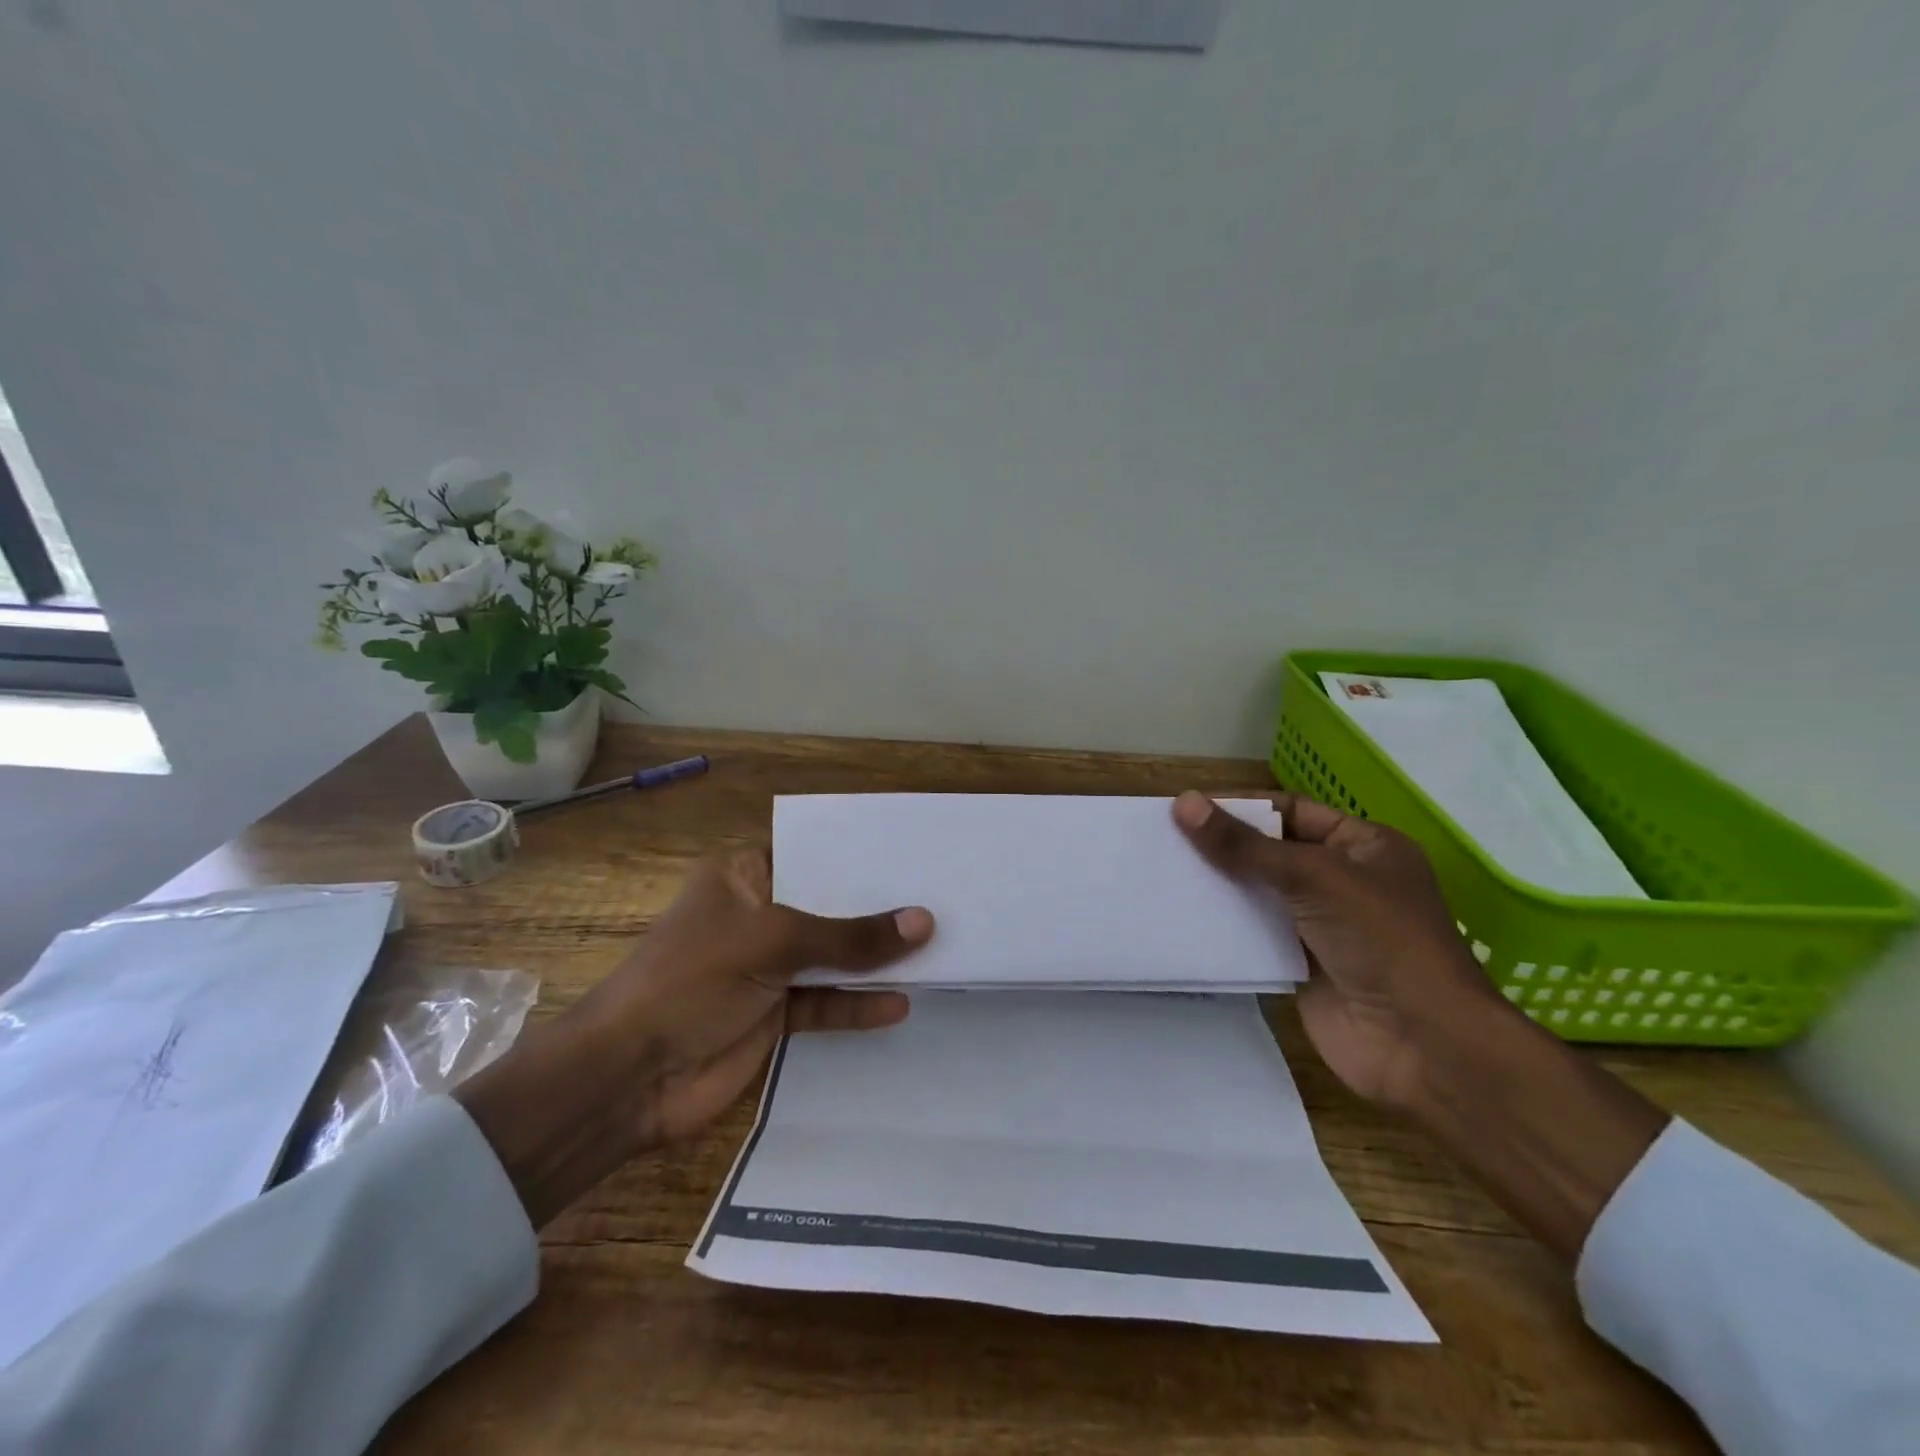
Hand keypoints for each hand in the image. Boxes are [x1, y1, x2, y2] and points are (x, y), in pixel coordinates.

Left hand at [456, 845, 932, 1225]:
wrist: (628, 1077)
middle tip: (939, 897)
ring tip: (934, 951)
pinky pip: (825, 1003)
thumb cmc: (691, 978)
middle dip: (877, 907)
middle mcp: (758, 914)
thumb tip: (924, 922)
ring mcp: (766, 967)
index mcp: (742, 875)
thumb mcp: (773, 942)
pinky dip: (856, 1005)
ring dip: (874, 959)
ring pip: (832, 956)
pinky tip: (897, 1005)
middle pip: (828, 905)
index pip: (811, 852)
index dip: (858, 854)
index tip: (913, 851)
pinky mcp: (773, 1015)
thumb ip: (850, 936)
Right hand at [1174, 789, 1665, 1260]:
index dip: (1241, 808)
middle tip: (1162, 840)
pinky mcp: (1300, 965)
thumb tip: (1183, 803)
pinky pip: (1254, 934)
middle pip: (1270, 852)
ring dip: (1218, 886)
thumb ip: (1245, 845)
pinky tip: (1181, 916)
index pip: (1291, 812)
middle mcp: (1343, 880)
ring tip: (1161, 873)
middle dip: (1222, 846)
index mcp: (1363, 846)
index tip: (1185, 809)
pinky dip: (1223, 926)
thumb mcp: (1313, 876)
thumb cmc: (1381, 939)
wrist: (1422, 1044)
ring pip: (1258, 894)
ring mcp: (1321, 926)